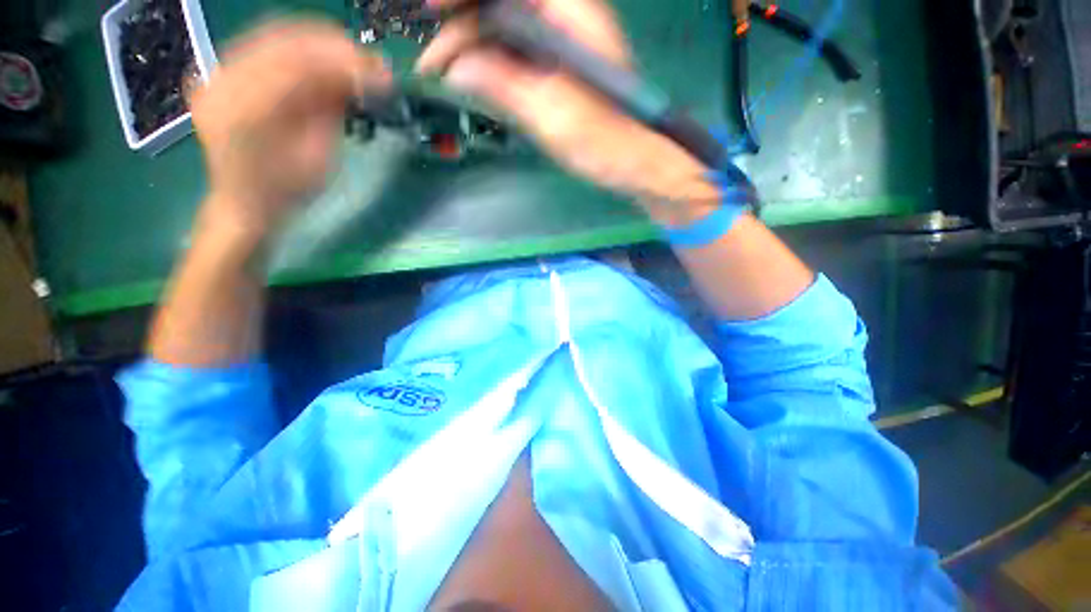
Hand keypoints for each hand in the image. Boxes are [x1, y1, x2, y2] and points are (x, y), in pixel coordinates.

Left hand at [191, 20, 391, 239]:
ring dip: (315, 41)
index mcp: (250, 112)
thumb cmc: (288, 191)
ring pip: (270, 36)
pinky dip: (294, 47)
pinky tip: (318, 56)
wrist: (244, 203)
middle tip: (368, 59)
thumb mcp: (320, 157)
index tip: (379, 71)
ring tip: (349, 54)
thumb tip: (356, 79)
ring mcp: (217, 75)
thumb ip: (332, 112)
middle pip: (283, 42)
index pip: (301, 67)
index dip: (344, 64)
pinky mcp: (220, 75)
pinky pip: (260, 46)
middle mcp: (225, 84)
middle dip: (331, 46)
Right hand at [416, 0, 719, 214]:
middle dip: (460, 24)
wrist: (632, 162)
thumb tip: (456, 66)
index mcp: (568, 12)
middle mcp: (564, 16)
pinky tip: (472, 79)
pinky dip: (489, 64)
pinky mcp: (556, 67)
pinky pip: (514, 53)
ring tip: (443, 74)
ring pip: (503, 28)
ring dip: (470, 47)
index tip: (430, 8)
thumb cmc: (602, 140)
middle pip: (501, 3)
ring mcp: (559, 42)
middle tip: (433, 59)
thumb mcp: (552, 113)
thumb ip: (504, 83)